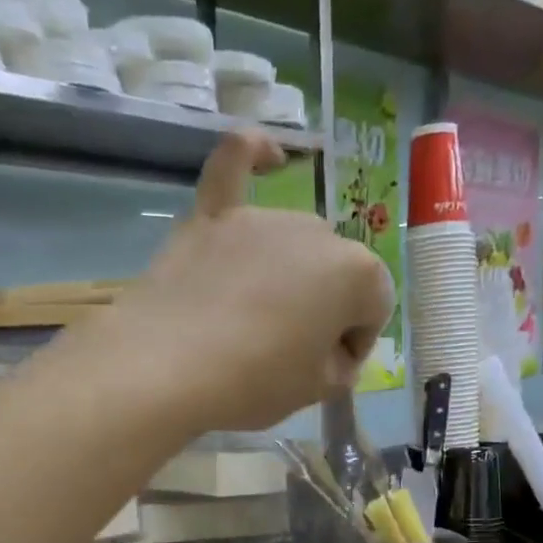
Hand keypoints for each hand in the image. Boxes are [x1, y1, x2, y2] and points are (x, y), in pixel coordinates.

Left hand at [84, 131, 392, 431]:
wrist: (168, 367)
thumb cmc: (256, 383)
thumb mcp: (316, 390)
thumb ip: (339, 366)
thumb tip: (331, 352)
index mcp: (356, 273)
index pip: (374, 307)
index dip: (355, 343)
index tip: (330, 371)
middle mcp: (317, 232)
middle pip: (334, 273)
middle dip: (324, 309)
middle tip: (292, 352)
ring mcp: (261, 218)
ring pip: (293, 243)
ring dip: (290, 274)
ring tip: (260, 317)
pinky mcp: (212, 217)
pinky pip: (235, 164)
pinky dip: (252, 152)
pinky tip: (267, 152)